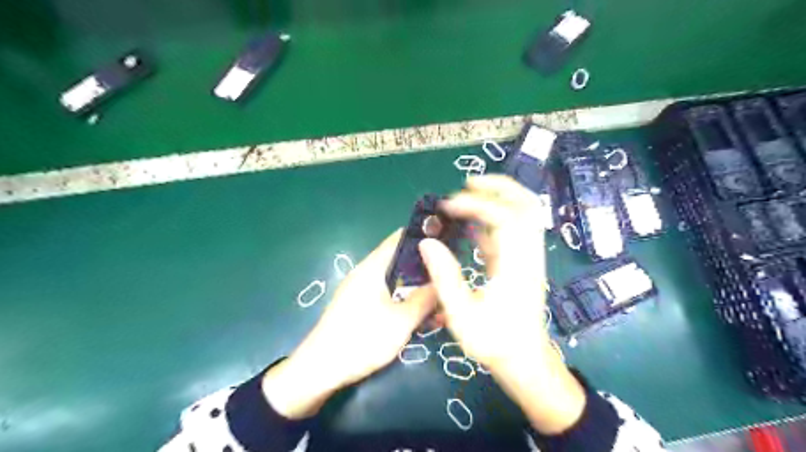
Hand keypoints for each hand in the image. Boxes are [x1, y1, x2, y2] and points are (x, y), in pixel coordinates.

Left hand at [263, 229, 434, 419]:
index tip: (446, 245)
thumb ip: (424, 299)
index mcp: (372, 268)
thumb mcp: (401, 321)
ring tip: (437, 299)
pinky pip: (384, 294)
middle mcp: (364, 273)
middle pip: (398, 260)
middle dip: (423, 268)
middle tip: (447, 278)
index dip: (422, 239)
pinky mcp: (356, 305)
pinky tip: (416, 314)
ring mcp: (358, 289)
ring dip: (413, 287)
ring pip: (393, 280)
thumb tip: (443, 282)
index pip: (399, 239)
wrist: (319, 370)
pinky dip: (401, 299)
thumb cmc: (362, 340)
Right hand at [416, 174, 587, 434]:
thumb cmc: (495, 342)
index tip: (448, 206)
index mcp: (516, 266)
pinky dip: (494, 221)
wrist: (525, 362)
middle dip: (498, 187)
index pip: (504, 218)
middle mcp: (527, 255)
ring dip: (498, 199)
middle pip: (526, 206)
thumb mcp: (462, 314)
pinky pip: (512, 232)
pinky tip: (471, 226)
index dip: (475, 204)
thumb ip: (444, 276)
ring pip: (523, 215)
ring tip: (467, 197)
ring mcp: (527, 258)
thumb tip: (427, 242)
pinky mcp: (521, 264)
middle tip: (468, 183)